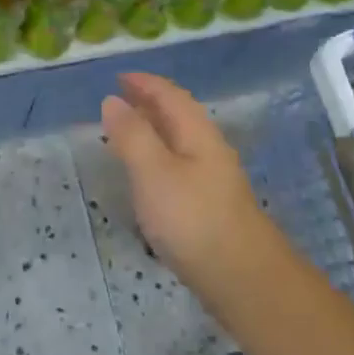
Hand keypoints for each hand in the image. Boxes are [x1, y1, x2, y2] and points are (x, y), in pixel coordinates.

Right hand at [101, 72, 290, 321]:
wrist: (242, 277)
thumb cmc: (193, 219)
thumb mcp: (153, 172)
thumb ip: (132, 136)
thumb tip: (112, 100)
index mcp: (197, 134)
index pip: (171, 95)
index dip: (145, 83)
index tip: (119, 76)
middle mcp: (209, 150)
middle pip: (179, 115)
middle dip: (150, 102)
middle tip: (119, 99)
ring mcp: (212, 179)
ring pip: (180, 141)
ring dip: (154, 130)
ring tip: (127, 132)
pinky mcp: (209, 206)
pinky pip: (179, 165)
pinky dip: (158, 156)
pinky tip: (148, 176)